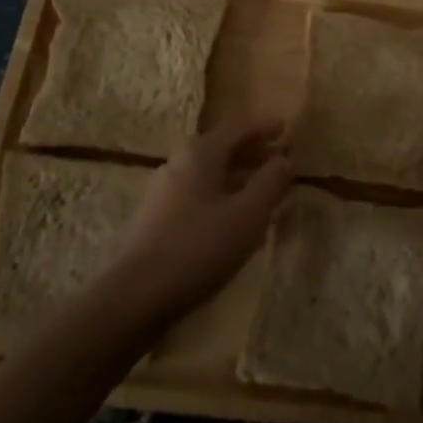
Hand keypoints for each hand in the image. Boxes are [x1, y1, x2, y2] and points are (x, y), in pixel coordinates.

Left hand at [113, 117, 293, 320]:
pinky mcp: (158, 216)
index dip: (265, 127)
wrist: (135, 295)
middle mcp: (180, 162)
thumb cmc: (199, 247)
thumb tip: (285, 160)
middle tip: (281, 159)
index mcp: (201, 153)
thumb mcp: (247, 215)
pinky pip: (200, 192)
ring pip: (212, 172)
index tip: (286, 129)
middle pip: (224, 148)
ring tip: (264, 189)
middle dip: (254, 152)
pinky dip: (223, 194)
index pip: (239, 127)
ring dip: (240, 176)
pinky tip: (236, 216)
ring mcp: (165, 189)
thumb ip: (270, 183)